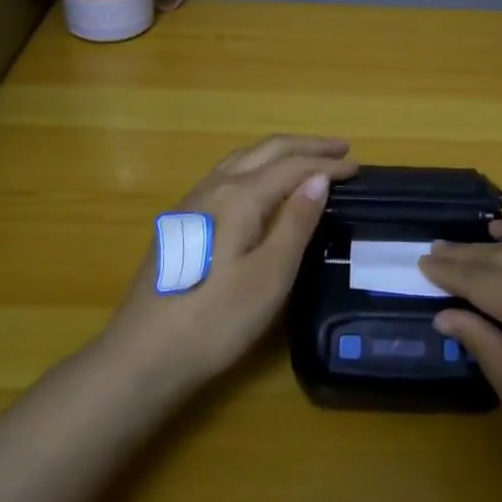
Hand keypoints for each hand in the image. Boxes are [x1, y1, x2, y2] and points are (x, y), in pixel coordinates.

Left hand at [102, 135, 357, 387]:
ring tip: (308, 158)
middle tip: (341, 149)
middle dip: (305, 146)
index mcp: (239, 196)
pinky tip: (262, 184)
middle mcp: (214, 187)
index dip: (326, 164)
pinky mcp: (183, 222)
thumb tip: (319, 179)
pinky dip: (257, 167)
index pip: (292, 166)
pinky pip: (228, 174)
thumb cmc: (216, 319)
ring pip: (242, 159)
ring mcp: (193, 202)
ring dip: (280, 153)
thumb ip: (296, 222)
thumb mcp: (270, 276)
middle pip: (266, 151)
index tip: (358, 166)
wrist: (143, 356)